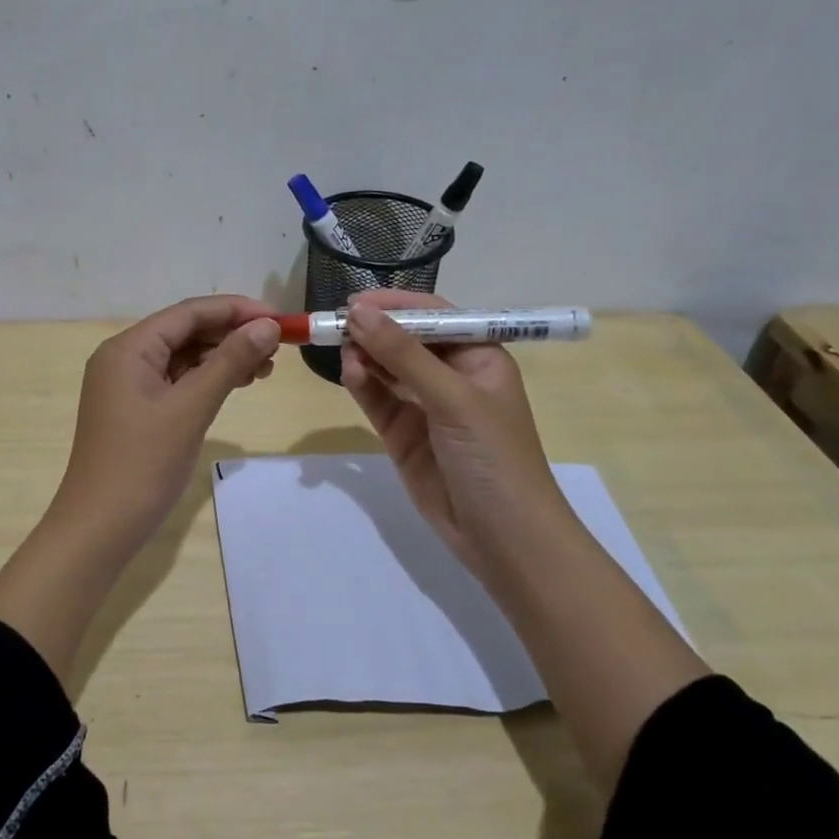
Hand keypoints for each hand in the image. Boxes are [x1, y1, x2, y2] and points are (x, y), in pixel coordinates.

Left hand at [49, 295, 281, 555]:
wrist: (100, 527)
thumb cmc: (143, 464)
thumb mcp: (191, 408)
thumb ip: (229, 362)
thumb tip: (268, 326)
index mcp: (128, 348)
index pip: (188, 313)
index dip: (235, 310)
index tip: (279, 319)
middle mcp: (123, 358)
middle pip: (184, 331)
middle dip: (231, 335)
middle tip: (277, 348)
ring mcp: (126, 385)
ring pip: (182, 357)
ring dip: (222, 358)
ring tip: (263, 369)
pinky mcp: (134, 409)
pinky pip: (175, 381)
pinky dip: (205, 380)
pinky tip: (234, 385)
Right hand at [340, 290, 569, 575]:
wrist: (502, 538)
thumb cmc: (493, 456)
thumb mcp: (453, 398)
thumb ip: (403, 355)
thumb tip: (357, 313)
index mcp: (479, 356)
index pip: (435, 315)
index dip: (396, 305)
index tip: (355, 301)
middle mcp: (451, 375)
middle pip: (406, 340)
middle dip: (374, 330)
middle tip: (336, 324)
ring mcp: (425, 406)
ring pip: (387, 368)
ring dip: (365, 356)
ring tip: (341, 347)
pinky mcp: (402, 434)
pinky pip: (378, 399)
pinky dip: (362, 385)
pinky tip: (350, 373)